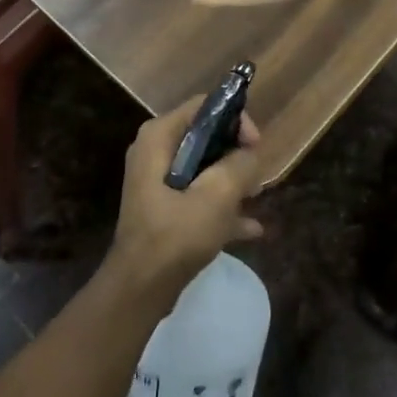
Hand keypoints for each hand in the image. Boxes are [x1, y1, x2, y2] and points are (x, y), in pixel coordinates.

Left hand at [106, 100, 264, 304]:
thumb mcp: (217, 195)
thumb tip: (249, 156)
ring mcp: (157, 181)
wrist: (139, 290)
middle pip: (206, 136)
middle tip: (257, 177)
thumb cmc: (175, 234)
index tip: (255, 147)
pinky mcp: (163, 208)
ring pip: (204, 167)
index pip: (204, 106)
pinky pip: (198, 195)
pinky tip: (250, 229)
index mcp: (159, 137)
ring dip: (232, 182)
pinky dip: (221, 207)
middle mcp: (155, 151)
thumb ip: (240, 165)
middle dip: (236, 155)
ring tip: (256, 199)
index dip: (235, 120)